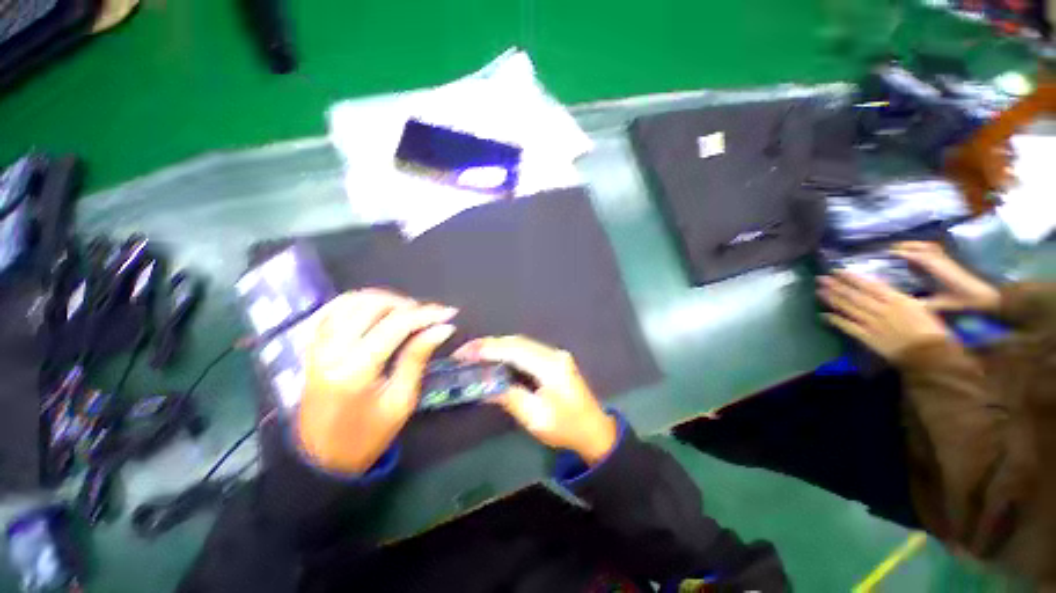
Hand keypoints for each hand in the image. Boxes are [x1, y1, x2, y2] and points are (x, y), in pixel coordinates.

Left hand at [299, 289, 456, 472]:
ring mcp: (317, 345)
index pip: (396, 325)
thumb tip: (442, 328)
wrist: (320, 458)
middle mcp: (332, 350)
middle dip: (407, 304)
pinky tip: (378, 309)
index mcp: (355, 369)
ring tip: (407, 311)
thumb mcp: (401, 400)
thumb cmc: (367, 435)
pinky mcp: (312, 345)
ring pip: (352, 300)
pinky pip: (334, 308)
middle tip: (429, 315)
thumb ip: (417, 357)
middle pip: (372, 305)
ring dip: (384, 299)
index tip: (448, 312)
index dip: (426, 314)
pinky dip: (359, 301)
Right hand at [455, 336, 617, 464]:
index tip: (464, 352)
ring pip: (521, 343)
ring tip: (475, 353)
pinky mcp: (554, 359)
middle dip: (489, 344)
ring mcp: (555, 355)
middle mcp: (554, 354)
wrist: (594, 430)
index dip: (488, 349)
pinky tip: (496, 357)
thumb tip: (483, 386)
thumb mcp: (536, 418)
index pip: (514, 350)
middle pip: (517, 342)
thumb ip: (509, 397)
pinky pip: (527, 350)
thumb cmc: (566, 428)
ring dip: (498, 346)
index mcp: (551, 367)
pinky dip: (508, 351)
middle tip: (464, 352)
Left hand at [819, 271, 952, 360]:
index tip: (837, 271)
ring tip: (820, 291)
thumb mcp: (920, 307)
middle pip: (855, 295)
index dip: (852, 278)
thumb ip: (899, 299)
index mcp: (898, 300)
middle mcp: (882, 309)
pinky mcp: (869, 338)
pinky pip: (849, 327)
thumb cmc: (933, 330)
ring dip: (833, 299)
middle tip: (821, 278)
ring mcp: (874, 324)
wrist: (933, 356)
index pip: (870, 285)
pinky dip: (835, 321)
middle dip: (836, 286)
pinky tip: (823, 315)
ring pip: (849, 308)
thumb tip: (883, 291)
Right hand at [891, 242, 1000, 312]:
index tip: (887, 253)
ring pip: (929, 246)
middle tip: (891, 248)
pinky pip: (935, 250)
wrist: (985, 298)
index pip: (917, 255)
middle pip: (922, 246)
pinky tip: (917, 252)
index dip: (902, 253)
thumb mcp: (941, 304)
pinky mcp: (949, 262)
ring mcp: (946, 260)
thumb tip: (903, 303)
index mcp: (937, 268)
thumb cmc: (963, 301)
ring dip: (915, 244)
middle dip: (906, 245)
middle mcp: (941, 260)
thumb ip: (922, 303)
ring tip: (901, 247)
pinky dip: (923, 247)